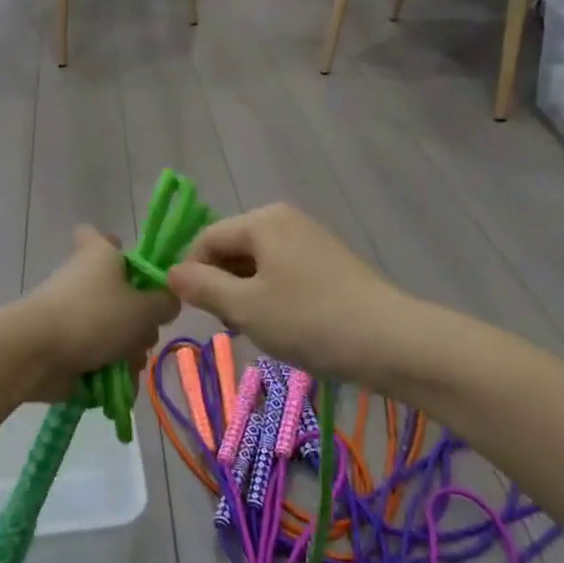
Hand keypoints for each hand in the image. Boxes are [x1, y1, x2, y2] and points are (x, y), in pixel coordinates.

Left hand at [11, 227, 179, 402]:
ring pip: (115, 331)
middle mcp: (85, 279)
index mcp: (101, 255)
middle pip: (123, 295)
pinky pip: (100, 357)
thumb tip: (167, 301)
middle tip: (144, 332)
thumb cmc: (93, 317)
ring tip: (129, 366)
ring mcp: (74, 314)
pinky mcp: (67, 345)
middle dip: (140, 321)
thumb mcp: (144, 309)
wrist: (36, 353)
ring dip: (128, 352)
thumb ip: (165, 303)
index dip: (119, 248)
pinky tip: (121, 386)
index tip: (134, 269)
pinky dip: (111, 372)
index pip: (104, 238)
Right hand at [166, 204, 419, 389]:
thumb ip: (201, 287)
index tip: (194, 312)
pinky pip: (284, 272)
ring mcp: (311, 239)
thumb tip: (170, 273)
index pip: (206, 239)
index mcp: (262, 220)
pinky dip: (273, 296)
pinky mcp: (330, 263)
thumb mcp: (245, 307)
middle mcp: (285, 219)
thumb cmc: (309, 320)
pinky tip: (284, 325)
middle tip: (230, 325)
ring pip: (258, 264)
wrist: (393, 342)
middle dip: (221, 285)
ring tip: (258, 329)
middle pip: (233, 248)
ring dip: (246, 294)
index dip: (191, 274)